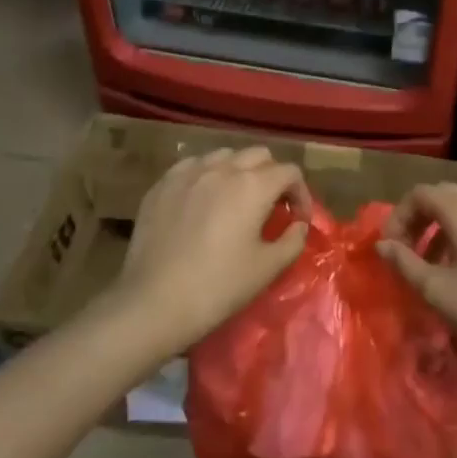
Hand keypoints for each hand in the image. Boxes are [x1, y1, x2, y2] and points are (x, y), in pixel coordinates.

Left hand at [114, 147, 309, 354]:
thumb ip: (293, 240)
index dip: (301, 194)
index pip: (289, 172)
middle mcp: (222, 168)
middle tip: (271, 206)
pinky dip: (206, 175)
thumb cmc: (219, 286)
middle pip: (259, 155)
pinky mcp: (162, 185)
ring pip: (224, 155)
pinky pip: (192, 166)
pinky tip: (203, 200)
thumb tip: (298, 225)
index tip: (298, 220)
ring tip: (237, 198)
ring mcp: (188, 173)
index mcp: (253, 186)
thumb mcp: (268, 268)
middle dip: (272, 176)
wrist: (154, 302)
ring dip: (239, 171)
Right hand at [377, 183, 456, 373]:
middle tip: (415, 251)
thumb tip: (383, 244)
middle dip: (427, 219)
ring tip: (449, 266)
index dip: (400, 215)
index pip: (422, 193)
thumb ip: (404, 261)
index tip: (393, 246)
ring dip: (456, 231)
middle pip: (451, 197)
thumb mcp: (435, 290)